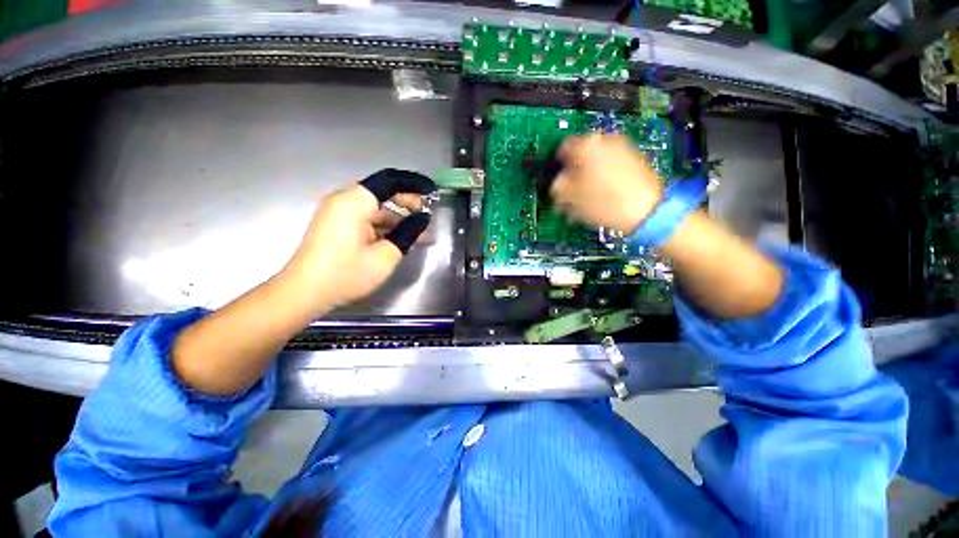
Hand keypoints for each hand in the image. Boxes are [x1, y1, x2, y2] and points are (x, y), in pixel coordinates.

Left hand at [283, 169, 434, 310]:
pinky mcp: (336, 226)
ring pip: (375, 208)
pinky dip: (383, 226)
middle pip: (381, 192)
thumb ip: (408, 232)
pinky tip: (399, 238)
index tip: (431, 191)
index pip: (389, 180)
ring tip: (419, 232)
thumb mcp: (386, 255)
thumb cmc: (347, 273)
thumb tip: (422, 219)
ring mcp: (338, 213)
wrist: (304, 293)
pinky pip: (365, 219)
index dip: (413, 183)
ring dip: (397, 218)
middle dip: (406, 202)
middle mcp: (343, 201)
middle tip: (426, 215)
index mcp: (354, 202)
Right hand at [551, 134, 663, 233]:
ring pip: (596, 161)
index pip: (562, 147)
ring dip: (587, 176)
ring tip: (585, 197)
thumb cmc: (604, 202)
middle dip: (573, 172)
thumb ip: (558, 186)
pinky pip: (611, 166)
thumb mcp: (571, 198)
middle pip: (581, 154)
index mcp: (587, 145)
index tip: (556, 179)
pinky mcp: (635, 160)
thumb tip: (557, 182)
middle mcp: (606, 140)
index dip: (557, 165)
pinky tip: (601, 195)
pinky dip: (602, 177)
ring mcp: (623, 149)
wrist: (647, 211)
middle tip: (569, 191)